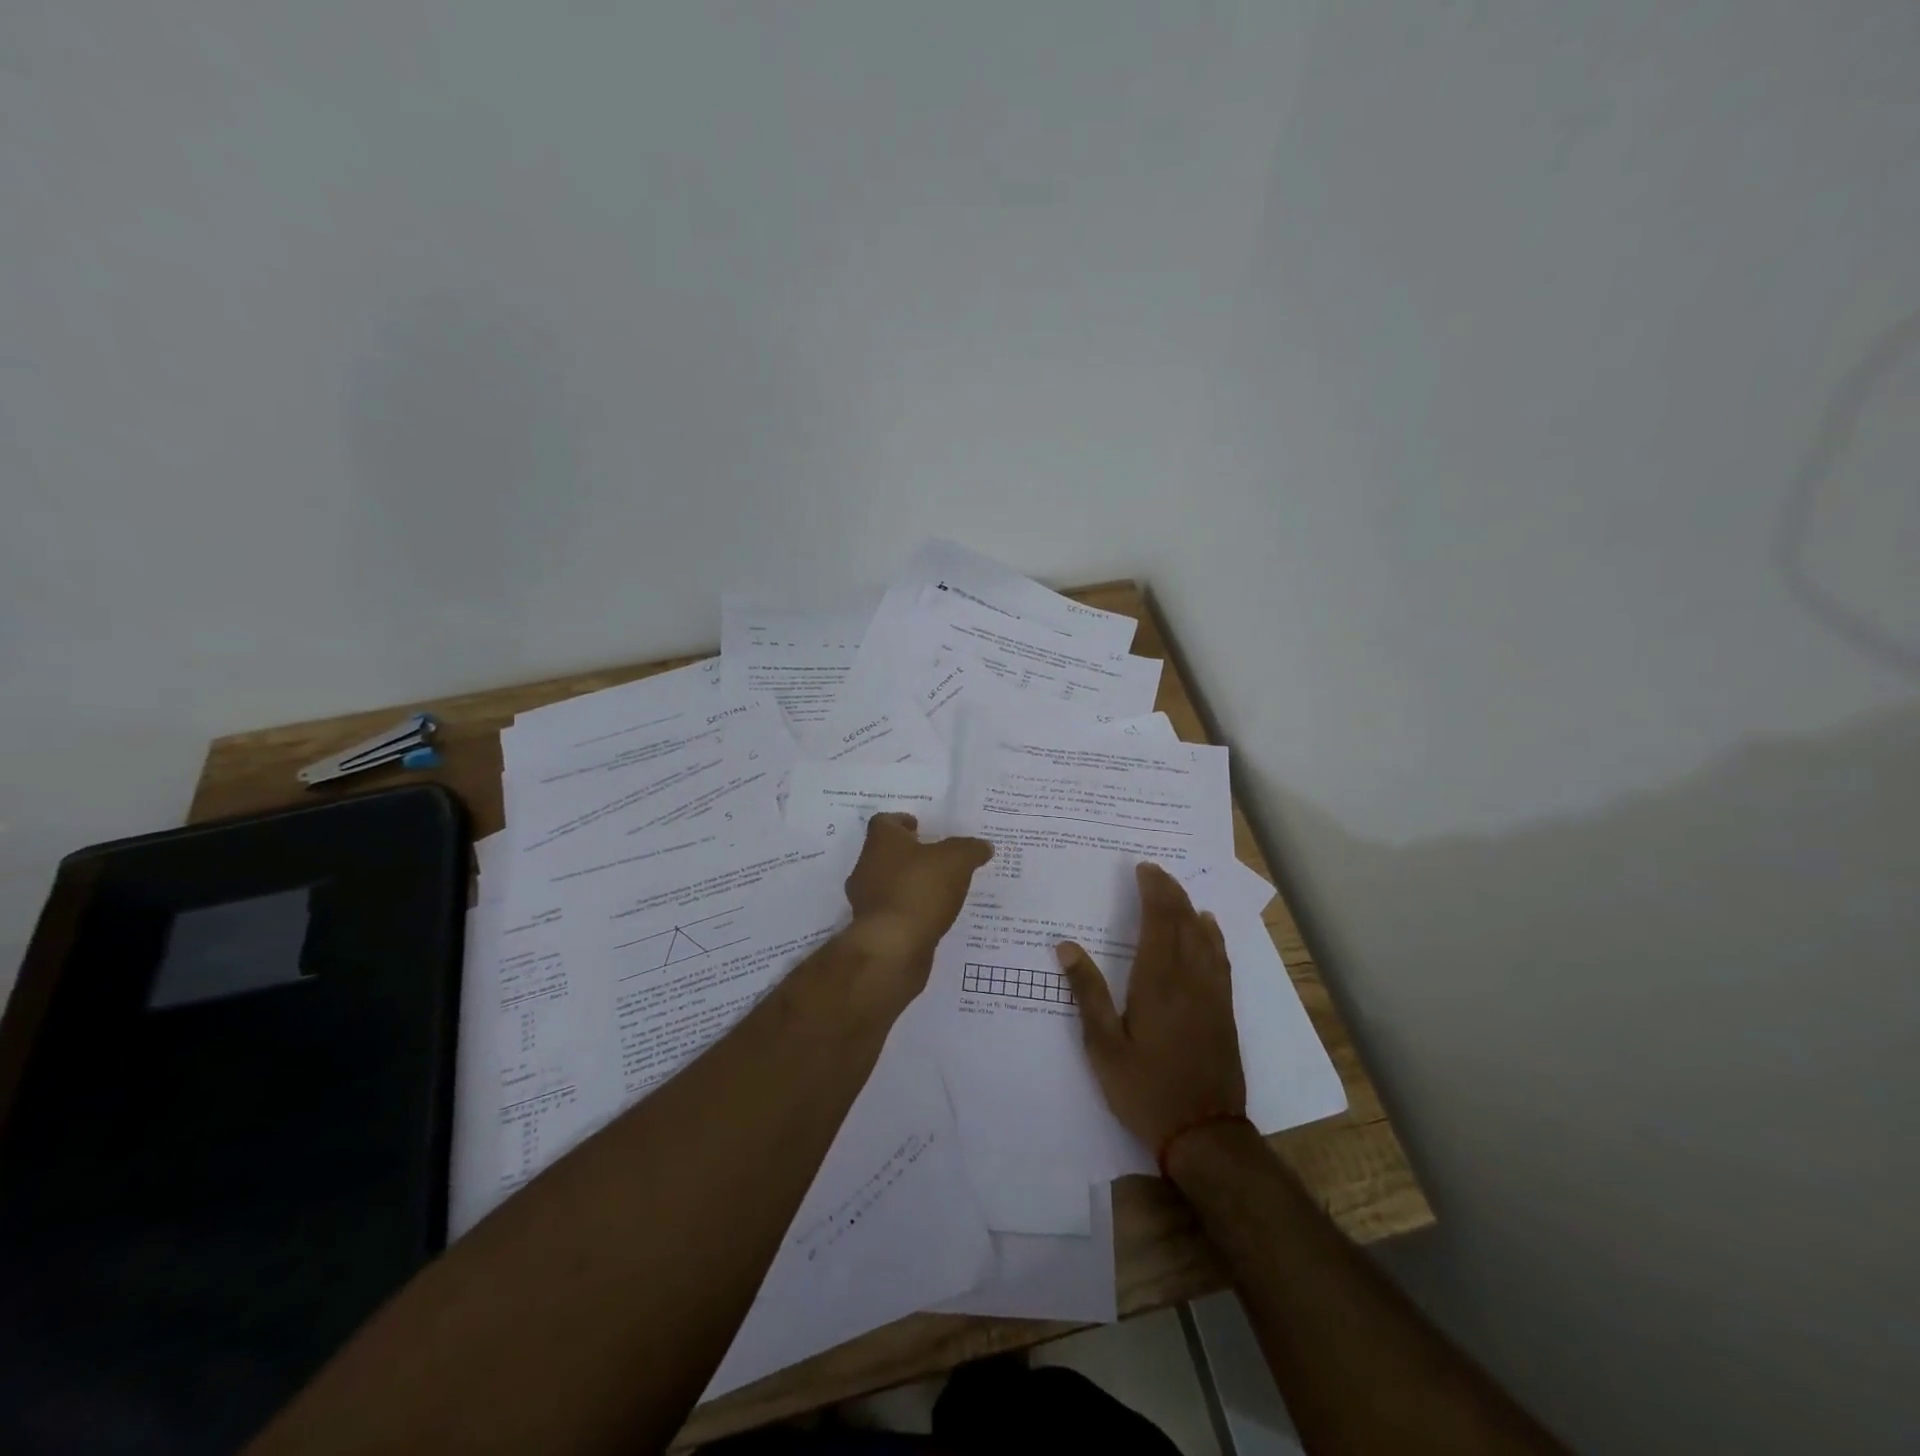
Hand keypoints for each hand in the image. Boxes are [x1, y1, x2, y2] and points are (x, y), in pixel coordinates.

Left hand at [840, 813, 992, 1000]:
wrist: (893, 948)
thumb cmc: (920, 890)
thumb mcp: (957, 860)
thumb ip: (970, 849)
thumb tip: (984, 846)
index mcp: (881, 842)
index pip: (884, 822)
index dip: (901, 821)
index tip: (918, 826)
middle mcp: (866, 867)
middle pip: (883, 853)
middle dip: (906, 854)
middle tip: (933, 857)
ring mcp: (865, 900)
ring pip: (886, 883)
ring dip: (907, 884)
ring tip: (936, 889)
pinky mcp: (872, 929)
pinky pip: (892, 911)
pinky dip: (908, 910)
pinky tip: (930, 916)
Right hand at [1057, 862, 1246, 1155]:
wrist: (1204, 1132)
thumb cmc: (1145, 1089)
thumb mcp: (1104, 1046)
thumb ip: (1087, 993)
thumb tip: (1066, 946)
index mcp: (1158, 981)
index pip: (1159, 921)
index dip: (1154, 890)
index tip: (1143, 868)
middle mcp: (1189, 978)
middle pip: (1183, 921)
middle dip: (1170, 891)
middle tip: (1154, 871)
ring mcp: (1212, 993)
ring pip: (1204, 935)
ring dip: (1189, 907)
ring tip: (1175, 890)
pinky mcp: (1224, 1009)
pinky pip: (1220, 957)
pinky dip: (1213, 934)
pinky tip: (1208, 926)